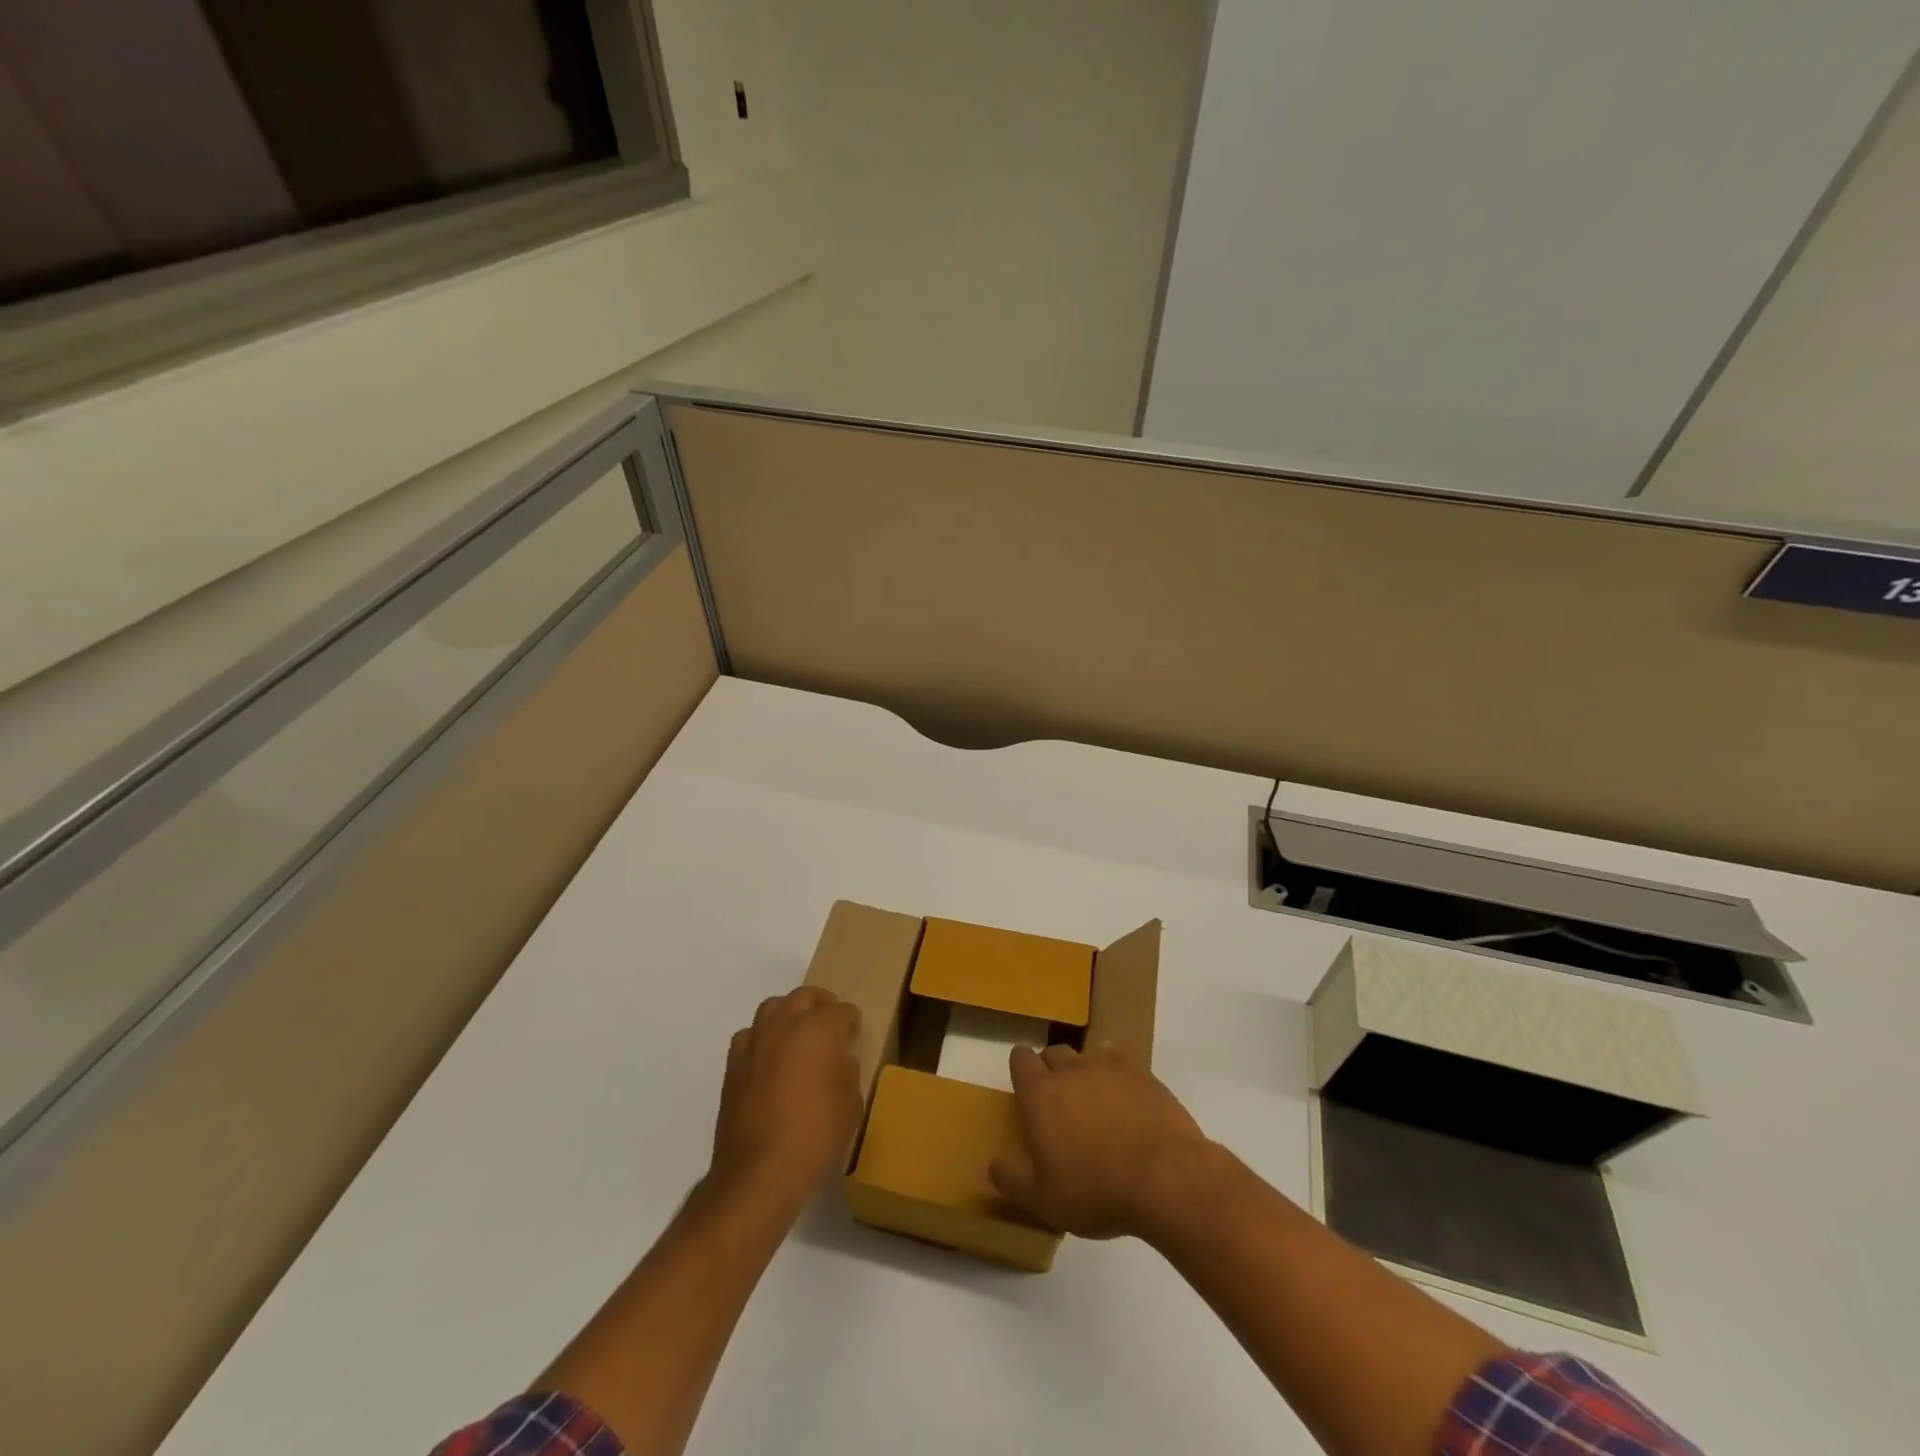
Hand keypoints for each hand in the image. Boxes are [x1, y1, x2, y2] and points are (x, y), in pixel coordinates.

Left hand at [709, 986, 862, 1209]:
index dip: (851, 1021)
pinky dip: (762, 1040)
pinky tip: (769, 1061)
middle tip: (830, 1022)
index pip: (841, 1011)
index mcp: (818, 1028)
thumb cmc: (816, 1134)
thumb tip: (836, 1060)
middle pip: (803, 997)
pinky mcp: (733, 1066)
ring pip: (771, 1008)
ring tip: (797, 1036)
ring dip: (787, 1015)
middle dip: (820, 1004)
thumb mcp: (851, 1103)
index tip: (854, 1032)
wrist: (760, 1172)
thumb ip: (846, 1070)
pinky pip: (749, 1037)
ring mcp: (754, 1043)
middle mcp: (784, 1025)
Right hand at [989, 1042, 1213, 1239]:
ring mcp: (1107, 1067)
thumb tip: (993, 1165)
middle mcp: (1070, 1070)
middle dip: (1051, 1070)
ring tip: (1093, 1101)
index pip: (1020, 1058)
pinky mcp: (1141, 1072)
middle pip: (1053, 1052)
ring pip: (1086, 1054)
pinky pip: (1118, 1058)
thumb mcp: (1044, 1202)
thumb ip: (1012, 1181)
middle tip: (1059, 1104)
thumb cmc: (1097, 1191)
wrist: (1165, 1178)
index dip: (1021, 1069)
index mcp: (1041, 1094)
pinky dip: (1115, 1071)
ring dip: (1083, 1071)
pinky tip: (1123, 1094)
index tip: (1026, 1088)